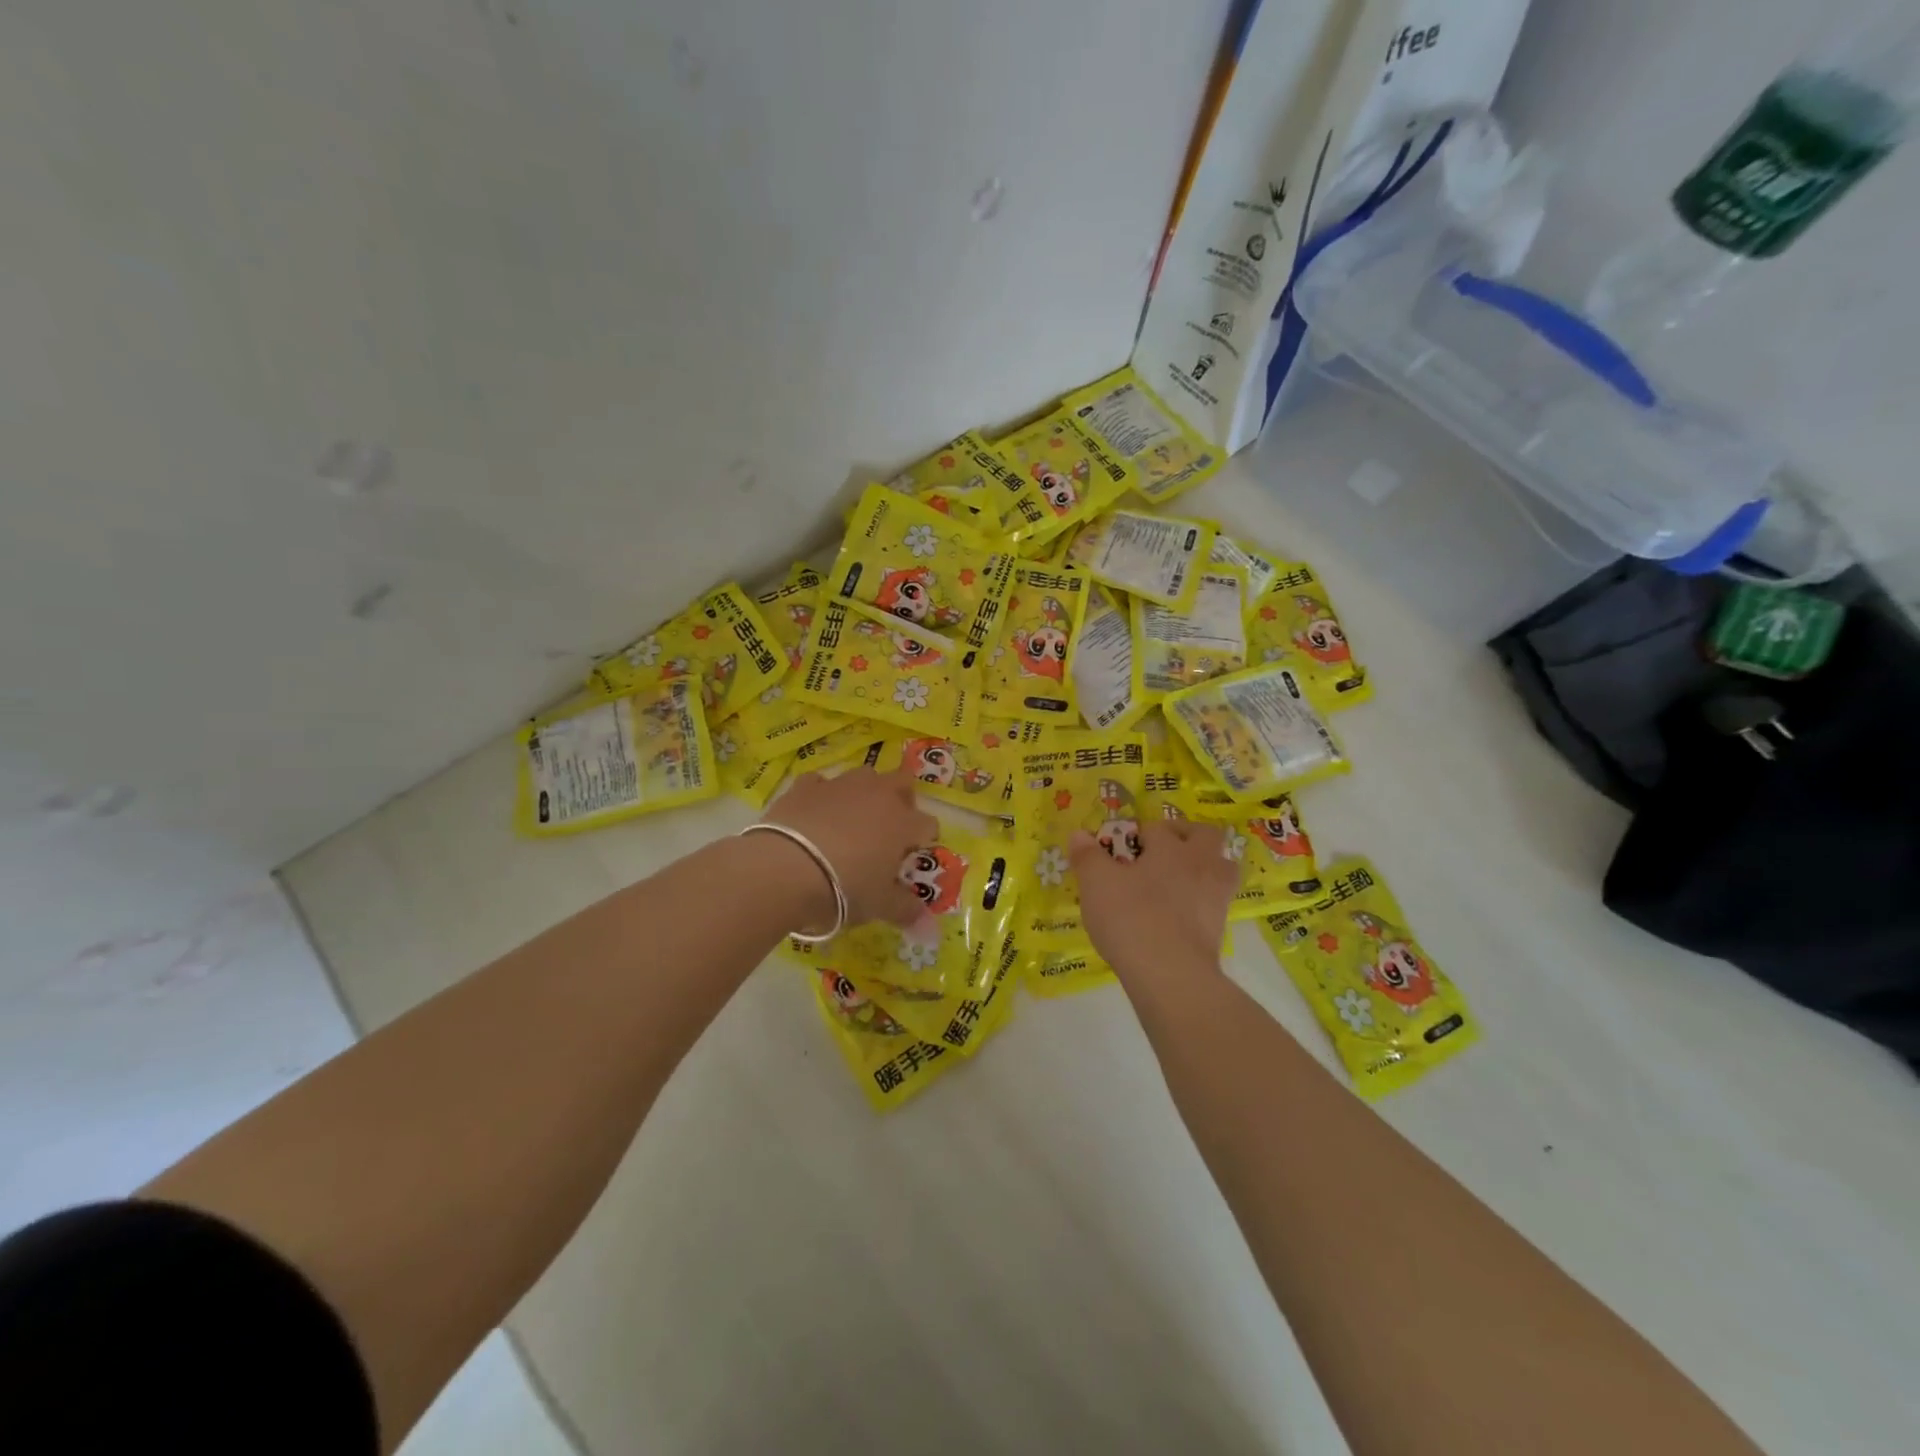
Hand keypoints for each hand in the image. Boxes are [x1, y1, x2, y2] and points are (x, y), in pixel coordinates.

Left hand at [769, 767, 939, 928]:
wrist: (784, 869)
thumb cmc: (845, 888)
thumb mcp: (880, 906)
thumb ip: (906, 910)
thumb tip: (926, 922)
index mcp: (903, 822)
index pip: (927, 824)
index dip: (922, 841)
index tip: (909, 859)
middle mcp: (877, 795)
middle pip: (902, 783)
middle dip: (902, 800)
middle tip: (890, 827)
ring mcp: (841, 786)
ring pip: (864, 776)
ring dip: (864, 793)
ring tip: (852, 820)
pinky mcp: (805, 786)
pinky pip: (821, 784)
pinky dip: (822, 796)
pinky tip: (814, 815)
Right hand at [1071, 818, 1236, 982]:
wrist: (1170, 974)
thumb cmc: (1130, 918)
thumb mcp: (1096, 884)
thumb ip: (1087, 856)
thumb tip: (1079, 834)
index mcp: (1171, 847)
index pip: (1156, 828)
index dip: (1136, 835)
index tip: (1119, 851)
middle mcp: (1200, 864)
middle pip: (1205, 835)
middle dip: (1184, 836)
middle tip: (1161, 851)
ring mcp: (1216, 896)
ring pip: (1220, 868)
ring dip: (1202, 867)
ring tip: (1176, 880)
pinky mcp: (1220, 927)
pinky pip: (1214, 901)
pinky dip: (1200, 901)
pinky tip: (1177, 914)